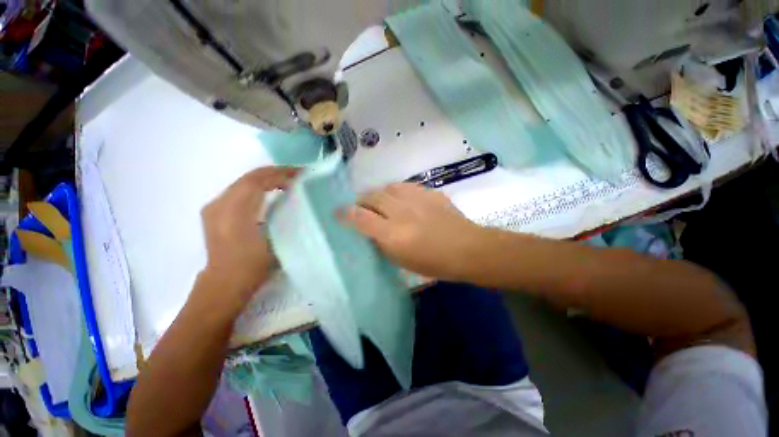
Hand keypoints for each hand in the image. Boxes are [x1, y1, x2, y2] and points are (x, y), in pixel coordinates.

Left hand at [200, 166, 299, 300]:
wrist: (224, 282)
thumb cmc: (252, 266)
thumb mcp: (274, 241)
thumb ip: (281, 217)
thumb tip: (294, 200)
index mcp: (234, 214)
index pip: (257, 182)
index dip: (279, 175)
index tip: (299, 174)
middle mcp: (220, 205)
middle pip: (248, 178)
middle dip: (273, 172)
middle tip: (295, 173)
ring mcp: (214, 207)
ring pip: (241, 182)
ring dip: (265, 178)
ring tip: (285, 179)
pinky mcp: (214, 211)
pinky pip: (237, 190)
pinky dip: (255, 186)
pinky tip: (267, 190)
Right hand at [343, 183, 482, 280]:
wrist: (467, 249)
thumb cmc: (434, 263)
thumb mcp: (401, 261)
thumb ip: (382, 242)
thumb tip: (370, 229)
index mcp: (393, 234)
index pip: (360, 218)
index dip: (344, 213)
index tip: (337, 212)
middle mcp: (401, 212)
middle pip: (372, 197)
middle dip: (362, 201)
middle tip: (362, 208)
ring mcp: (416, 199)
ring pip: (387, 188)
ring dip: (379, 194)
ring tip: (380, 202)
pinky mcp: (429, 192)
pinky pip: (405, 186)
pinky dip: (396, 192)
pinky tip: (400, 199)